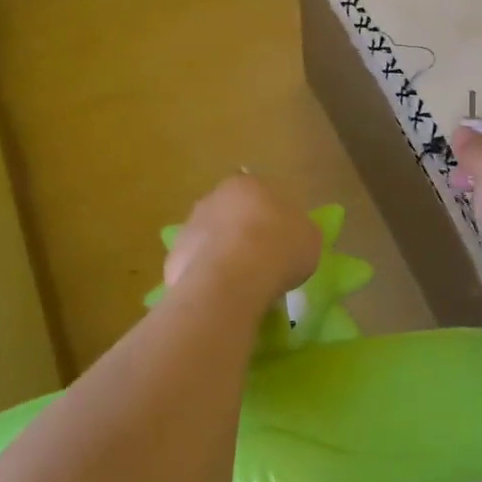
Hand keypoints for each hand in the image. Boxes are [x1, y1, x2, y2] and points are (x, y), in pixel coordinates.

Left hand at [162, 174, 319, 315]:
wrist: (233, 278)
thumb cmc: (279, 247)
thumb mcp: (309, 237)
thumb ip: (299, 231)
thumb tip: (293, 237)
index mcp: (246, 184)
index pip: (258, 195)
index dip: (270, 219)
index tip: (280, 242)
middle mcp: (212, 199)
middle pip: (230, 216)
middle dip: (241, 235)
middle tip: (260, 263)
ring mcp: (188, 228)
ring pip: (210, 241)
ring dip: (221, 257)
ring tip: (241, 286)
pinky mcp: (173, 259)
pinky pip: (195, 269)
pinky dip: (206, 280)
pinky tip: (221, 297)